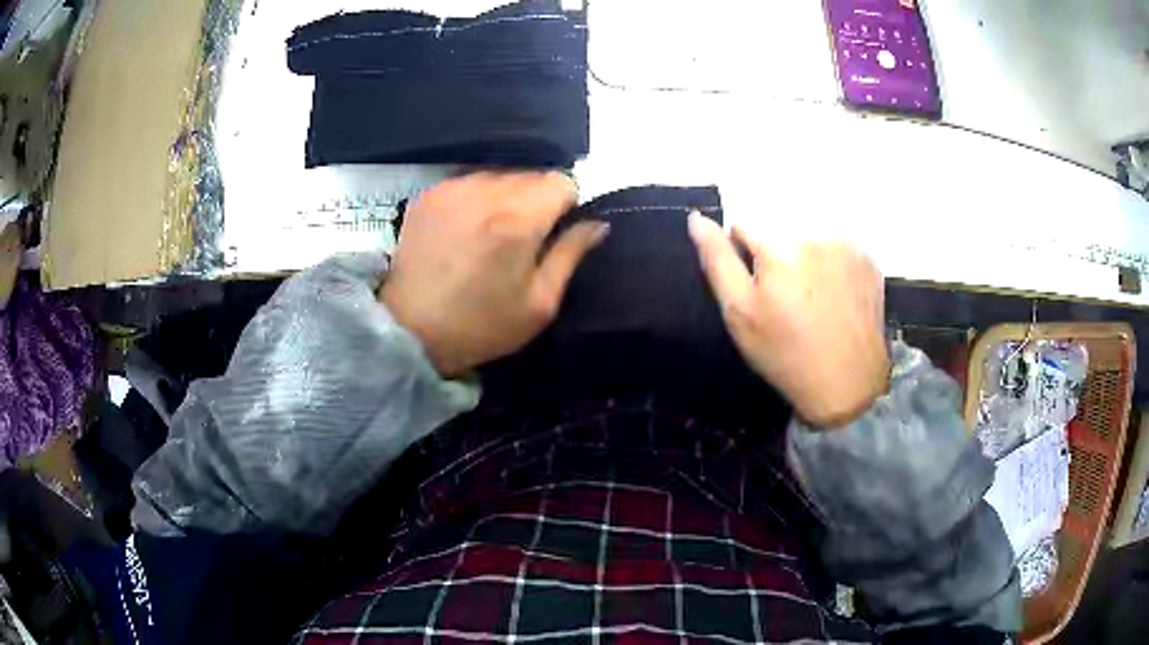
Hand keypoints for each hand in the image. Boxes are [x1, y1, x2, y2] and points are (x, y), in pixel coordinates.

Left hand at [380, 172, 607, 376]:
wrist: (408, 330)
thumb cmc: (481, 325)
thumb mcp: (540, 303)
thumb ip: (571, 254)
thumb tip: (597, 223)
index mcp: (519, 219)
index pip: (563, 181)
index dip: (568, 205)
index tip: (556, 232)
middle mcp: (486, 191)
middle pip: (532, 175)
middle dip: (538, 201)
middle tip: (525, 240)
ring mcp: (453, 188)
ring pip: (500, 175)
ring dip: (507, 197)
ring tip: (492, 235)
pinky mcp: (429, 194)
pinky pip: (470, 182)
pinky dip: (478, 199)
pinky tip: (466, 230)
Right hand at [688, 214, 889, 427]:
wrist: (847, 384)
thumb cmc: (785, 353)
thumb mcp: (740, 314)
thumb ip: (717, 260)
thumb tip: (697, 218)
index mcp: (779, 246)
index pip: (743, 224)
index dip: (741, 255)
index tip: (755, 288)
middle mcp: (815, 234)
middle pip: (779, 228)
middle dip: (775, 254)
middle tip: (785, 299)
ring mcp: (847, 246)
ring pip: (808, 236)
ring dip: (804, 257)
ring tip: (811, 299)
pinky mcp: (867, 260)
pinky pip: (837, 248)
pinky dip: (830, 264)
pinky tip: (834, 297)